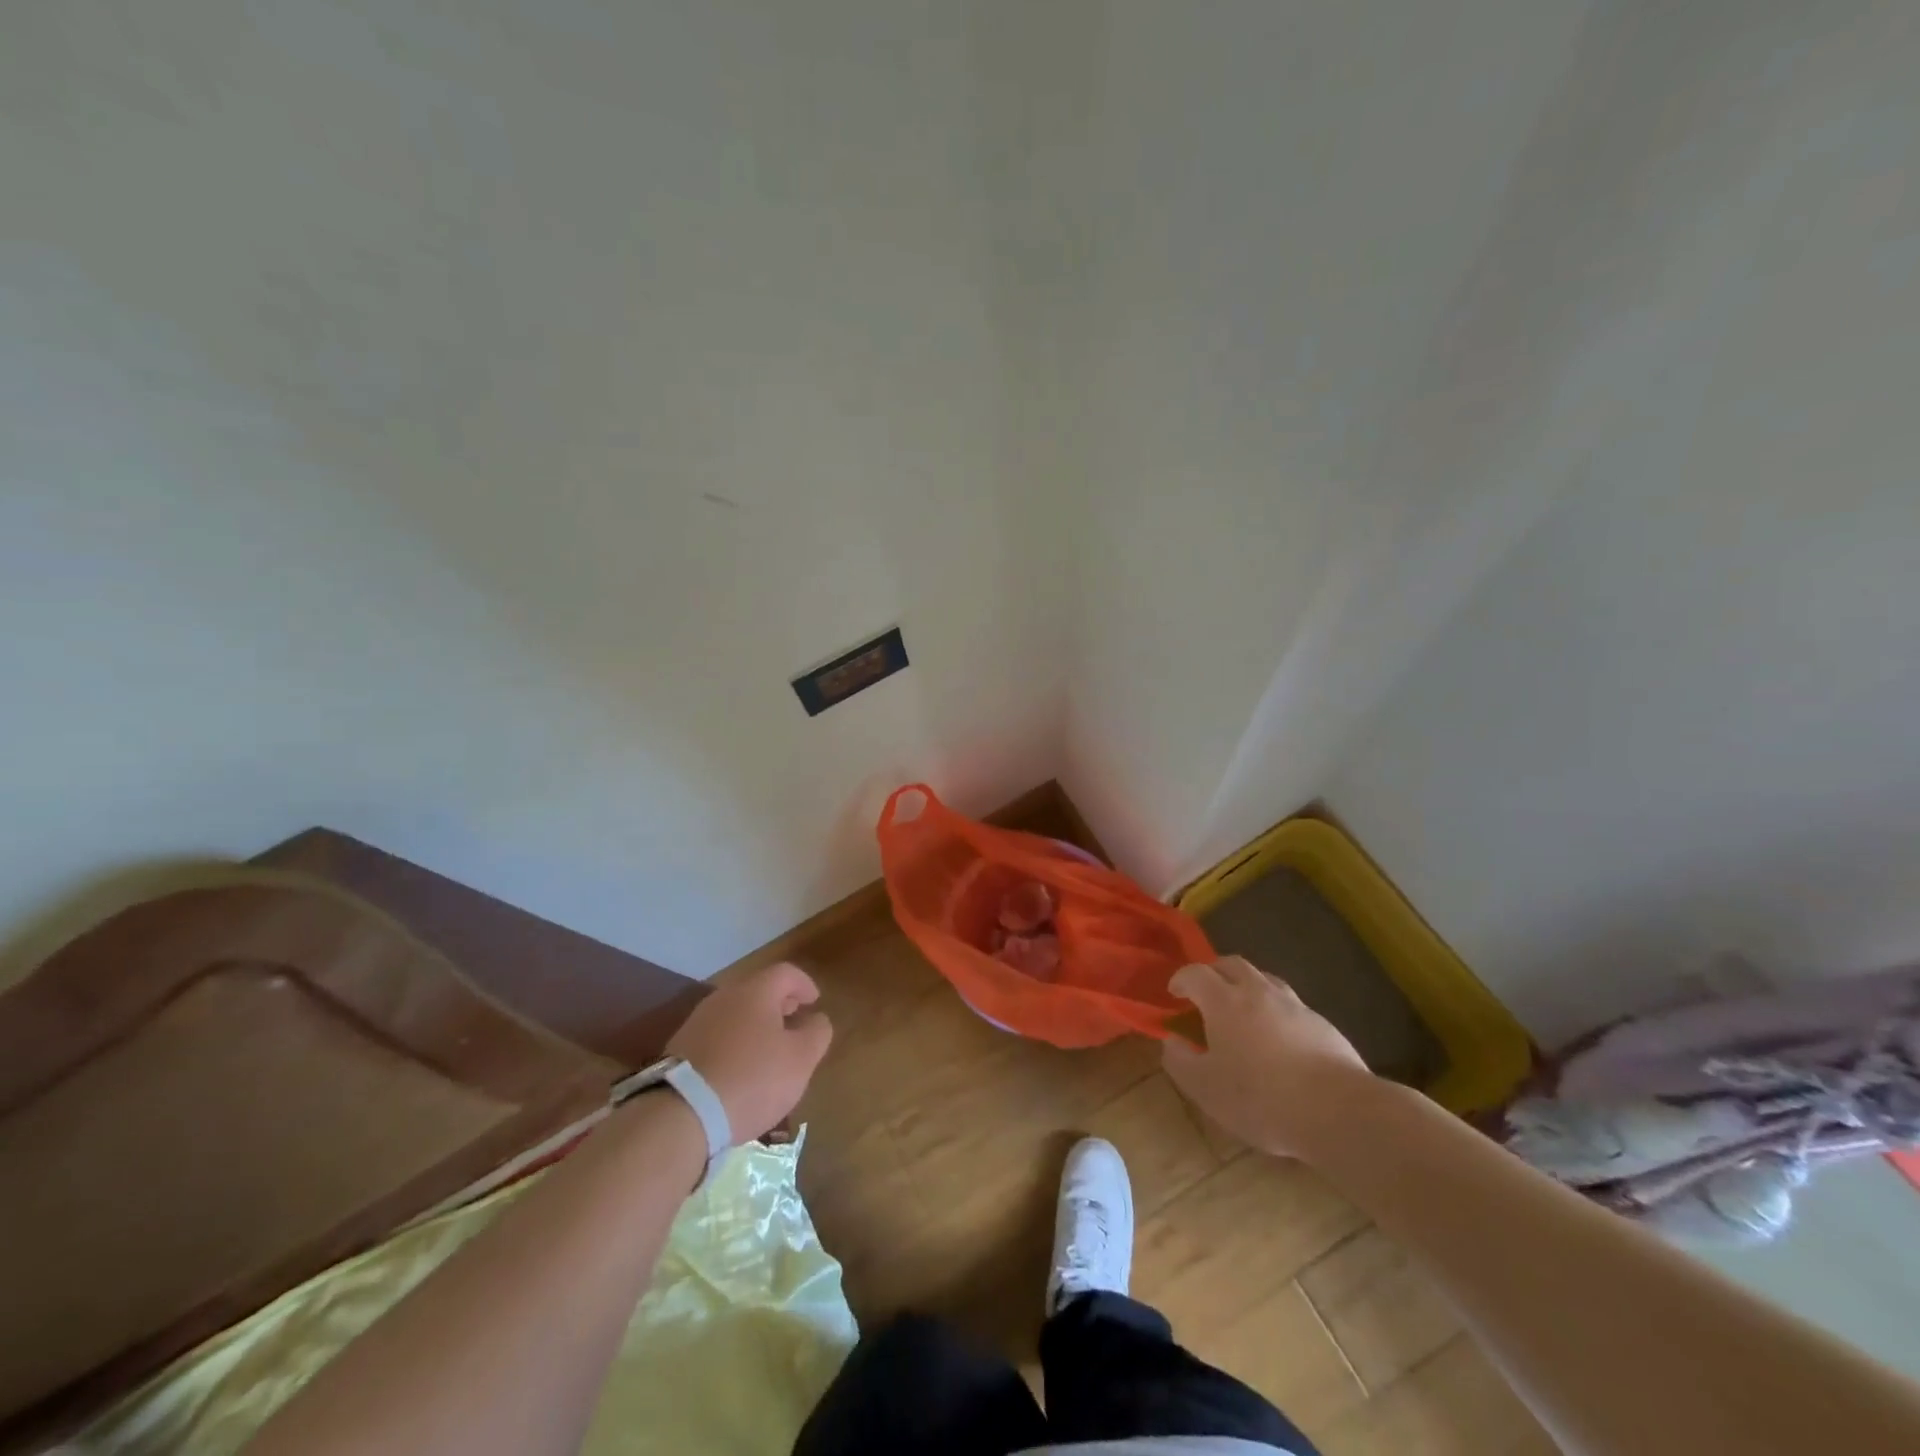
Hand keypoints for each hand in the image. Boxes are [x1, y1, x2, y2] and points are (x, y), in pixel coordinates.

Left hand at [666, 962, 832, 1143]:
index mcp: (755, 992)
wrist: (680, 1114)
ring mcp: (698, 1022)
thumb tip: (816, 1019)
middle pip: (758, 990)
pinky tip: (740, 1071)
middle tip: (794, 1022)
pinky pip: (717, 1036)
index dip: (804, 984)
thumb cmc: (752, 1079)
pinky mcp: (680, 1049)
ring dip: (755, 1025)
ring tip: (768, 1051)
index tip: (815, 1002)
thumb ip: (817, 1033)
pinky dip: (734, 1044)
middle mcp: (724, 997)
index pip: (786, 973)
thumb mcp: (800, 1059)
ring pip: (735, 1013)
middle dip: (779, 1004)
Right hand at [1161, 956, 1373, 1160]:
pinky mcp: (1322, 1024)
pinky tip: (1277, 1037)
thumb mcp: (1206, 1088)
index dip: (1181, 979)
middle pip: (1232, 964)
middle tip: (1204, 991)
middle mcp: (1258, 992)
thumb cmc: (1261, 1099)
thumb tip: (1171, 1041)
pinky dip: (1274, 1009)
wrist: (1339, 1111)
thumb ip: (1180, 1062)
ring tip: (1241, 1009)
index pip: (1195, 973)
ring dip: (1246, 985)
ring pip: (1264, 979)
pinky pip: (1290, 1004)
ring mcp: (1294, 1005)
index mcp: (1224, 1001)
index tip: (1174, 992)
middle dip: (1214, 972)